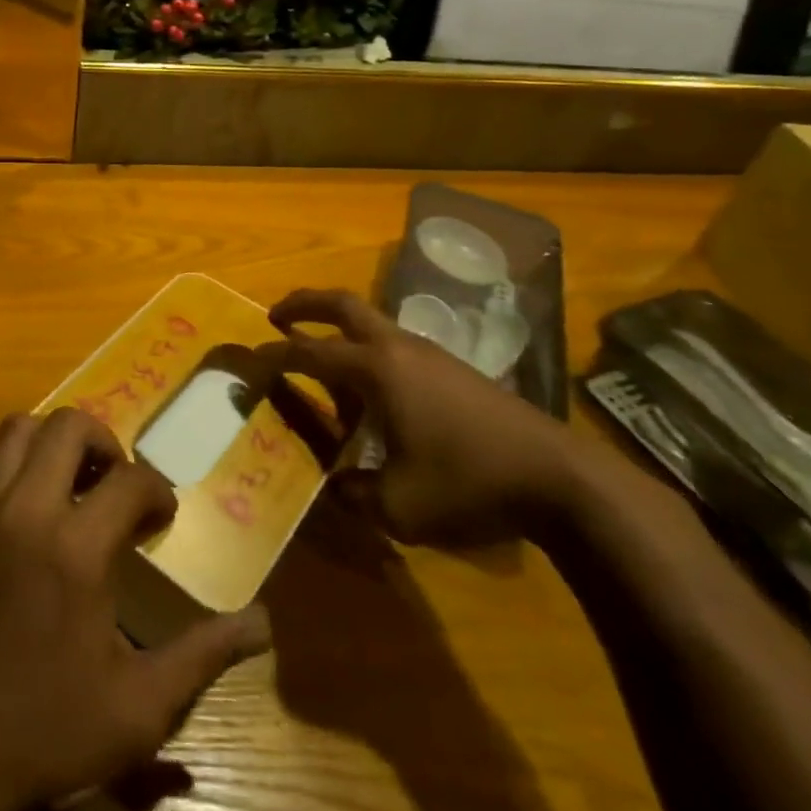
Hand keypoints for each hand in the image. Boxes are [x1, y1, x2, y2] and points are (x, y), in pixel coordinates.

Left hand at [0, 407, 271, 810]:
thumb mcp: (137, 709)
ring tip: (70, 482)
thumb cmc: (42, 731)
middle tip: (116, 482)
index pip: (129, 480)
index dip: (157, 490)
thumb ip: (202, 657)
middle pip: (68, 427)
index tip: (162, 516)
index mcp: (76, 549)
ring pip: (16, 431)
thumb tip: (262, 624)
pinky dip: (3, 471)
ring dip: (51, 443)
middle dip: (104, 441)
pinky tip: (18, 510)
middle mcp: (26, 511)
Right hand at [271, 288, 576, 546]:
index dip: (273, 356)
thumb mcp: (398, 507)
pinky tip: (372, 395)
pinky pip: (395, 347)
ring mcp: (430, 354)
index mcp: (377, 370)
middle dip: (303, 303)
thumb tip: (331, 486)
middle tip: (276, 315)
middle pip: (343, 304)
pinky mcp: (453, 369)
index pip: (309, 352)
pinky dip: (368, 354)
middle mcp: (399, 348)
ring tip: (321, 367)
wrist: (561, 480)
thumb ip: (352, 495)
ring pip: (371, 324)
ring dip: (338, 331)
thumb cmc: (470, 484)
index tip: (248, 362)